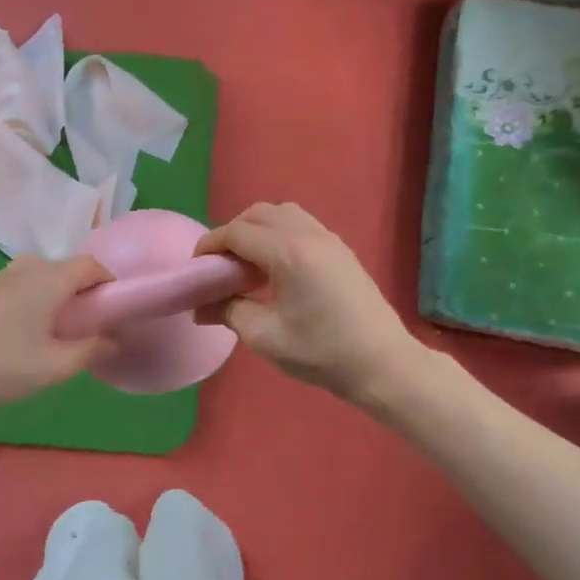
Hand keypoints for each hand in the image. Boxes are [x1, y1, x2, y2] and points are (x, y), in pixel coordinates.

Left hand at [0, 254, 112, 415]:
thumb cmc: (3, 366)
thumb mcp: (56, 366)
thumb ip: (92, 349)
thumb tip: (115, 338)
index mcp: (50, 277)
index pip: (92, 265)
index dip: (110, 285)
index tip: (115, 312)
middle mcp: (27, 267)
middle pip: (67, 269)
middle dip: (83, 293)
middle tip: (89, 327)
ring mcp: (0, 278)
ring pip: (42, 278)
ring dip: (57, 298)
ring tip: (59, 333)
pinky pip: (22, 287)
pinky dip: (36, 301)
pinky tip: (29, 333)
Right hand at [195, 202, 420, 404]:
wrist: (383, 364)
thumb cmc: (322, 353)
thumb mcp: (265, 337)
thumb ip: (228, 311)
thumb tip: (202, 307)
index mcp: (288, 253)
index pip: (237, 233)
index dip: (210, 246)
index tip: (196, 268)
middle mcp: (309, 235)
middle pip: (259, 214)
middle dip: (232, 233)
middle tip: (220, 265)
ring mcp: (329, 239)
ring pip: (282, 214)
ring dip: (257, 230)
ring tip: (247, 265)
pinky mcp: (340, 250)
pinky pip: (301, 225)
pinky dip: (278, 234)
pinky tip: (275, 269)